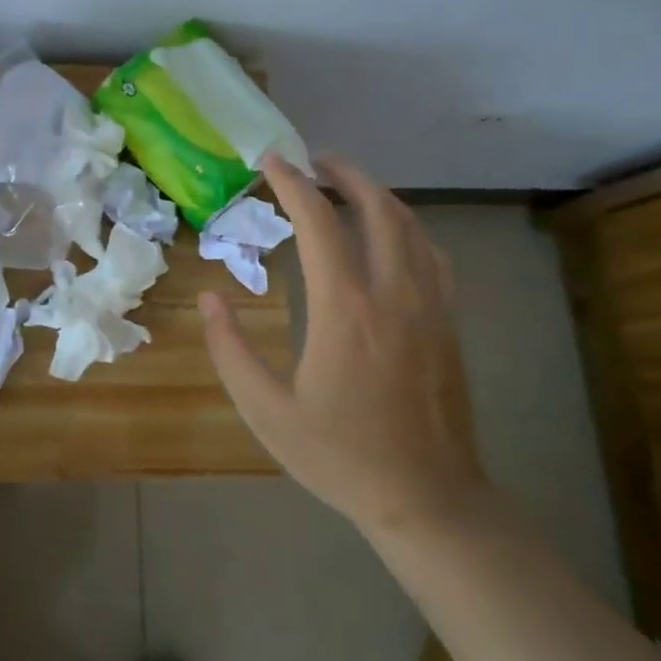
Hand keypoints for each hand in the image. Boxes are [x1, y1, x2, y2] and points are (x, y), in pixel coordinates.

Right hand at [199, 154, 487, 537]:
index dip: (292, 185)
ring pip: (411, 227)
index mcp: (344, 310)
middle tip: (314, 160)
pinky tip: (394, 234)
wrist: (428, 500)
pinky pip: (434, 256)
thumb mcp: (266, 411)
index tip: (270, 162)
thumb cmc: (339, 455)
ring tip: (348, 183)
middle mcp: (393, 294)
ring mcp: (430, 307)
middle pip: (376, 209)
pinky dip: (409, 228)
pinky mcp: (448, 324)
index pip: (319, 223)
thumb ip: (230, 350)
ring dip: (378, 195)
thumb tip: (211, 297)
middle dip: (344, 174)